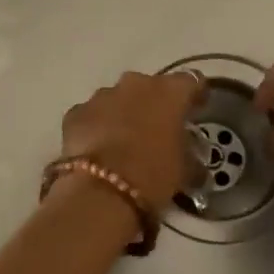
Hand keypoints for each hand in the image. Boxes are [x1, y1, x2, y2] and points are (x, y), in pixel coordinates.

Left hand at [59, 70, 205, 211]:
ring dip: (123, 113)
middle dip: (154, 103)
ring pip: (118, 98)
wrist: (101, 191)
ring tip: (125, 141)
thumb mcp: (184, 170)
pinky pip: (92, 115)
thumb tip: (193, 162)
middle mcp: (135, 84)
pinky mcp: (76, 112)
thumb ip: (190, 156)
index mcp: (169, 92)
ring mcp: (102, 96)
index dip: (195, 95)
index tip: (197, 109)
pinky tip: (99, 149)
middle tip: (158, 128)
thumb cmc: (153, 174)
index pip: (191, 81)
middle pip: (150, 87)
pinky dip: (97, 126)